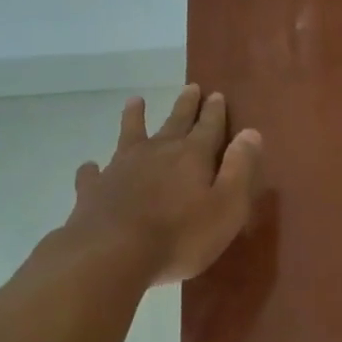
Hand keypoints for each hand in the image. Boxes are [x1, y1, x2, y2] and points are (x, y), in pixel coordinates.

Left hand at [62, 86, 262, 286]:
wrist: (112, 254)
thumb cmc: (180, 236)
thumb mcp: (226, 206)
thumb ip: (239, 169)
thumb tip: (251, 133)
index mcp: (192, 156)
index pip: (209, 127)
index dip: (215, 112)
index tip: (217, 94)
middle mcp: (157, 152)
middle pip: (175, 122)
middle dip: (185, 106)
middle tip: (190, 87)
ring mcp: (121, 168)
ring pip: (130, 134)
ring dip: (134, 117)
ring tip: (135, 101)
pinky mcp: (94, 190)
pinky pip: (93, 173)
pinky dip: (93, 168)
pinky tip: (91, 166)